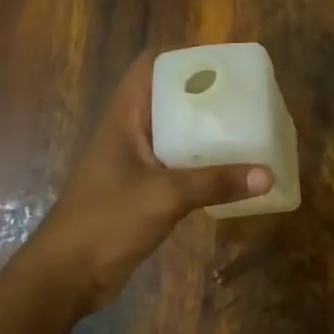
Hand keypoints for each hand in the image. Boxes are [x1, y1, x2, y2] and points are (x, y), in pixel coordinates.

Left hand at [31, 51, 270, 310]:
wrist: (66, 275)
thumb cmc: (106, 221)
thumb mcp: (165, 196)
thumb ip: (215, 183)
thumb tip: (267, 174)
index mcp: (123, 119)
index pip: (149, 68)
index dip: (182, 58)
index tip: (222, 62)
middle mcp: (128, 134)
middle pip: (167, 100)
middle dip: (204, 96)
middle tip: (245, 98)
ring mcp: (133, 164)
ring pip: (174, 135)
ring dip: (205, 133)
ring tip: (246, 129)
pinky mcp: (140, 191)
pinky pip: (177, 167)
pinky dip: (201, 165)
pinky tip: (230, 172)